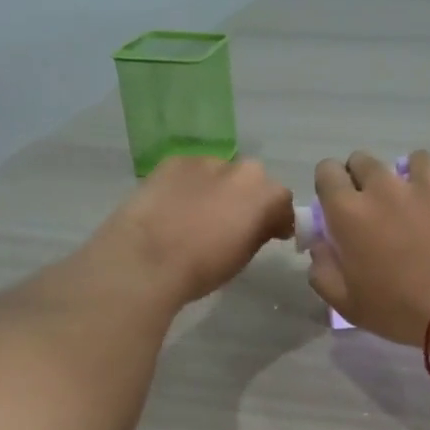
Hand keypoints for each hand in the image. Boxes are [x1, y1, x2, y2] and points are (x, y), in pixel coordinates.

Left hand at [91, 157, 294, 305]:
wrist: (147, 258)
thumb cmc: (202, 268)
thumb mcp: (242, 257)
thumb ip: (259, 232)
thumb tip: (262, 225)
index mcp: (264, 195)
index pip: (282, 201)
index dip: (278, 218)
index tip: (271, 233)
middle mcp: (241, 170)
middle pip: (254, 179)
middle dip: (249, 197)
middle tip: (234, 222)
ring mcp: (205, 161)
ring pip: (221, 172)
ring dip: (219, 188)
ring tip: (200, 213)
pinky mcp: (173, 161)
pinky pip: (192, 171)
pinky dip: (191, 184)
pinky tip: (176, 205)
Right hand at [306, 150, 429, 345]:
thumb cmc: (399, 308)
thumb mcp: (347, 303)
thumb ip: (323, 271)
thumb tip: (319, 248)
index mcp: (347, 212)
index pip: (326, 173)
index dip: (329, 186)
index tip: (336, 207)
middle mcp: (381, 188)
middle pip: (362, 161)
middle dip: (360, 178)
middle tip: (371, 209)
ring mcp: (421, 186)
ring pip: (404, 160)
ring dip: (401, 175)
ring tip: (409, 202)